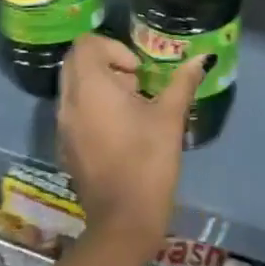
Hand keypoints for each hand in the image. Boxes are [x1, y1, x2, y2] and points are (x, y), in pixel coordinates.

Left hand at [56, 34, 207, 248]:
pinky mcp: (66, 147)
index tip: (138, 70)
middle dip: (105, 63)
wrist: (123, 220)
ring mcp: (63, 128)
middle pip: (75, 63)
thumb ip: (183, 82)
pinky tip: (122, 129)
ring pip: (73, 87)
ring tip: (133, 105)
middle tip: (136, 82)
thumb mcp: (170, 117)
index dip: (113, 48)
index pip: (85, 45)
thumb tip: (201, 58)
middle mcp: (69, 103)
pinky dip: (93, 107)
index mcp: (90, 89)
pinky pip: (74, 111)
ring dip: (100, 85)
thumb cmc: (148, 161)